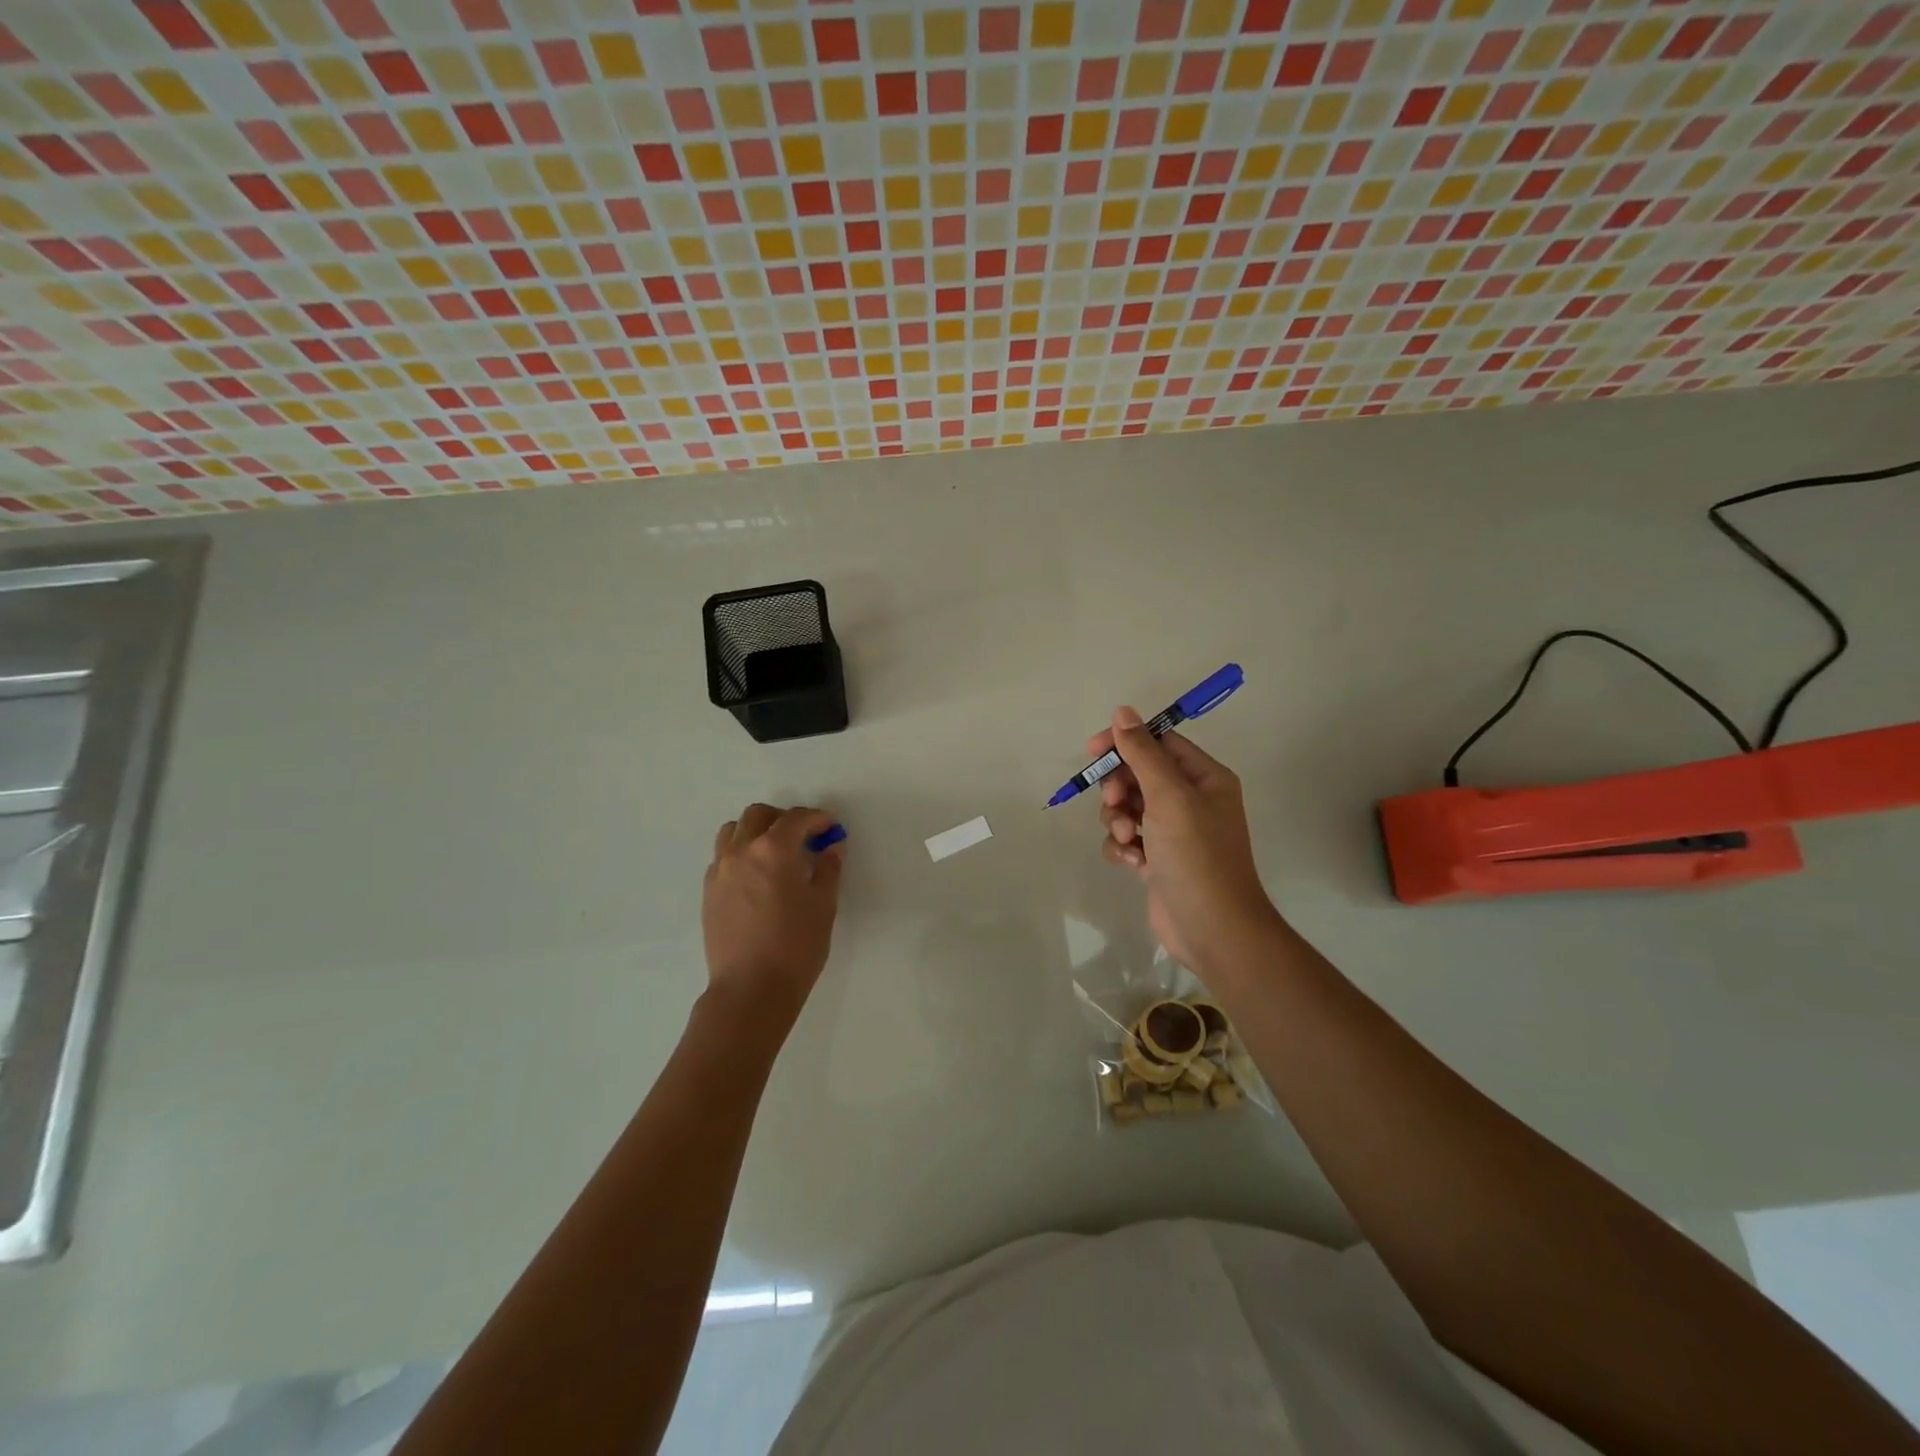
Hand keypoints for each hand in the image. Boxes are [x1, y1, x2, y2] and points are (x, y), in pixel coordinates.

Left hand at [702, 804, 843, 1025]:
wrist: (751, 989)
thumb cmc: (796, 945)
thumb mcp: (823, 904)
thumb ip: (828, 868)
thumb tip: (832, 846)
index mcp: (773, 849)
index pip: (796, 818)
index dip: (818, 818)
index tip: (831, 828)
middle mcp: (741, 851)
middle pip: (759, 815)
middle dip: (784, 820)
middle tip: (804, 838)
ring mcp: (720, 871)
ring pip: (733, 831)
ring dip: (756, 832)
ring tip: (775, 853)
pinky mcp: (709, 892)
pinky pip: (723, 857)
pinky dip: (740, 854)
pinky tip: (757, 878)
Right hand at [1092, 707, 1278, 973]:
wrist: (1213, 929)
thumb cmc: (1196, 855)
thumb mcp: (1169, 797)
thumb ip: (1143, 753)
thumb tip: (1122, 711)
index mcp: (1204, 777)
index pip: (1159, 742)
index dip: (1125, 742)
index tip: (1093, 751)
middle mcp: (1191, 799)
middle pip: (1139, 774)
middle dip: (1119, 788)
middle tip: (1115, 803)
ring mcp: (1174, 831)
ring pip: (1128, 807)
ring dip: (1119, 820)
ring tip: (1128, 840)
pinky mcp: (1158, 859)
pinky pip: (1128, 838)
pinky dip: (1123, 847)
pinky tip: (1133, 864)